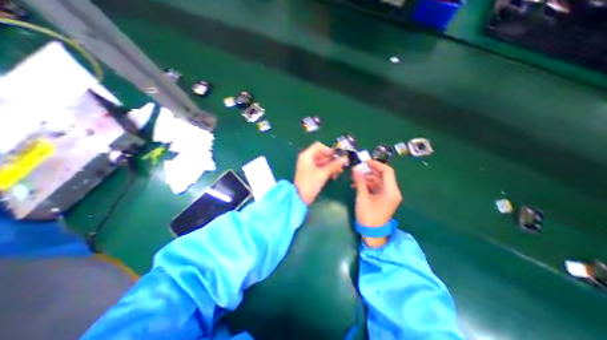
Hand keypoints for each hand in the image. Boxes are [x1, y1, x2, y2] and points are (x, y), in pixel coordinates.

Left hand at [293, 140, 345, 204]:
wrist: (299, 198)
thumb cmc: (310, 183)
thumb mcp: (323, 173)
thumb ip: (335, 165)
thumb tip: (346, 158)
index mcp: (307, 155)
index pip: (319, 146)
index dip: (329, 150)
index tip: (337, 157)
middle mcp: (307, 158)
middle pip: (322, 154)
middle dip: (332, 159)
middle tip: (341, 166)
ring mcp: (308, 166)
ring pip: (322, 161)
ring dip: (331, 166)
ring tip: (339, 172)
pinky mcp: (310, 173)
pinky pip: (320, 167)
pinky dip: (327, 170)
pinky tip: (334, 176)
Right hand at [351, 159, 401, 247]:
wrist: (372, 233)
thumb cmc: (368, 216)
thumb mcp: (362, 197)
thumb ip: (360, 181)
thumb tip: (355, 168)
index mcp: (391, 191)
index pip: (387, 171)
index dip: (376, 164)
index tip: (364, 162)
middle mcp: (392, 191)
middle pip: (382, 175)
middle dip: (369, 171)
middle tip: (357, 170)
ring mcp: (388, 195)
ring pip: (378, 181)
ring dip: (366, 178)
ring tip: (354, 179)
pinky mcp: (384, 198)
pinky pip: (376, 187)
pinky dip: (367, 185)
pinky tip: (357, 186)